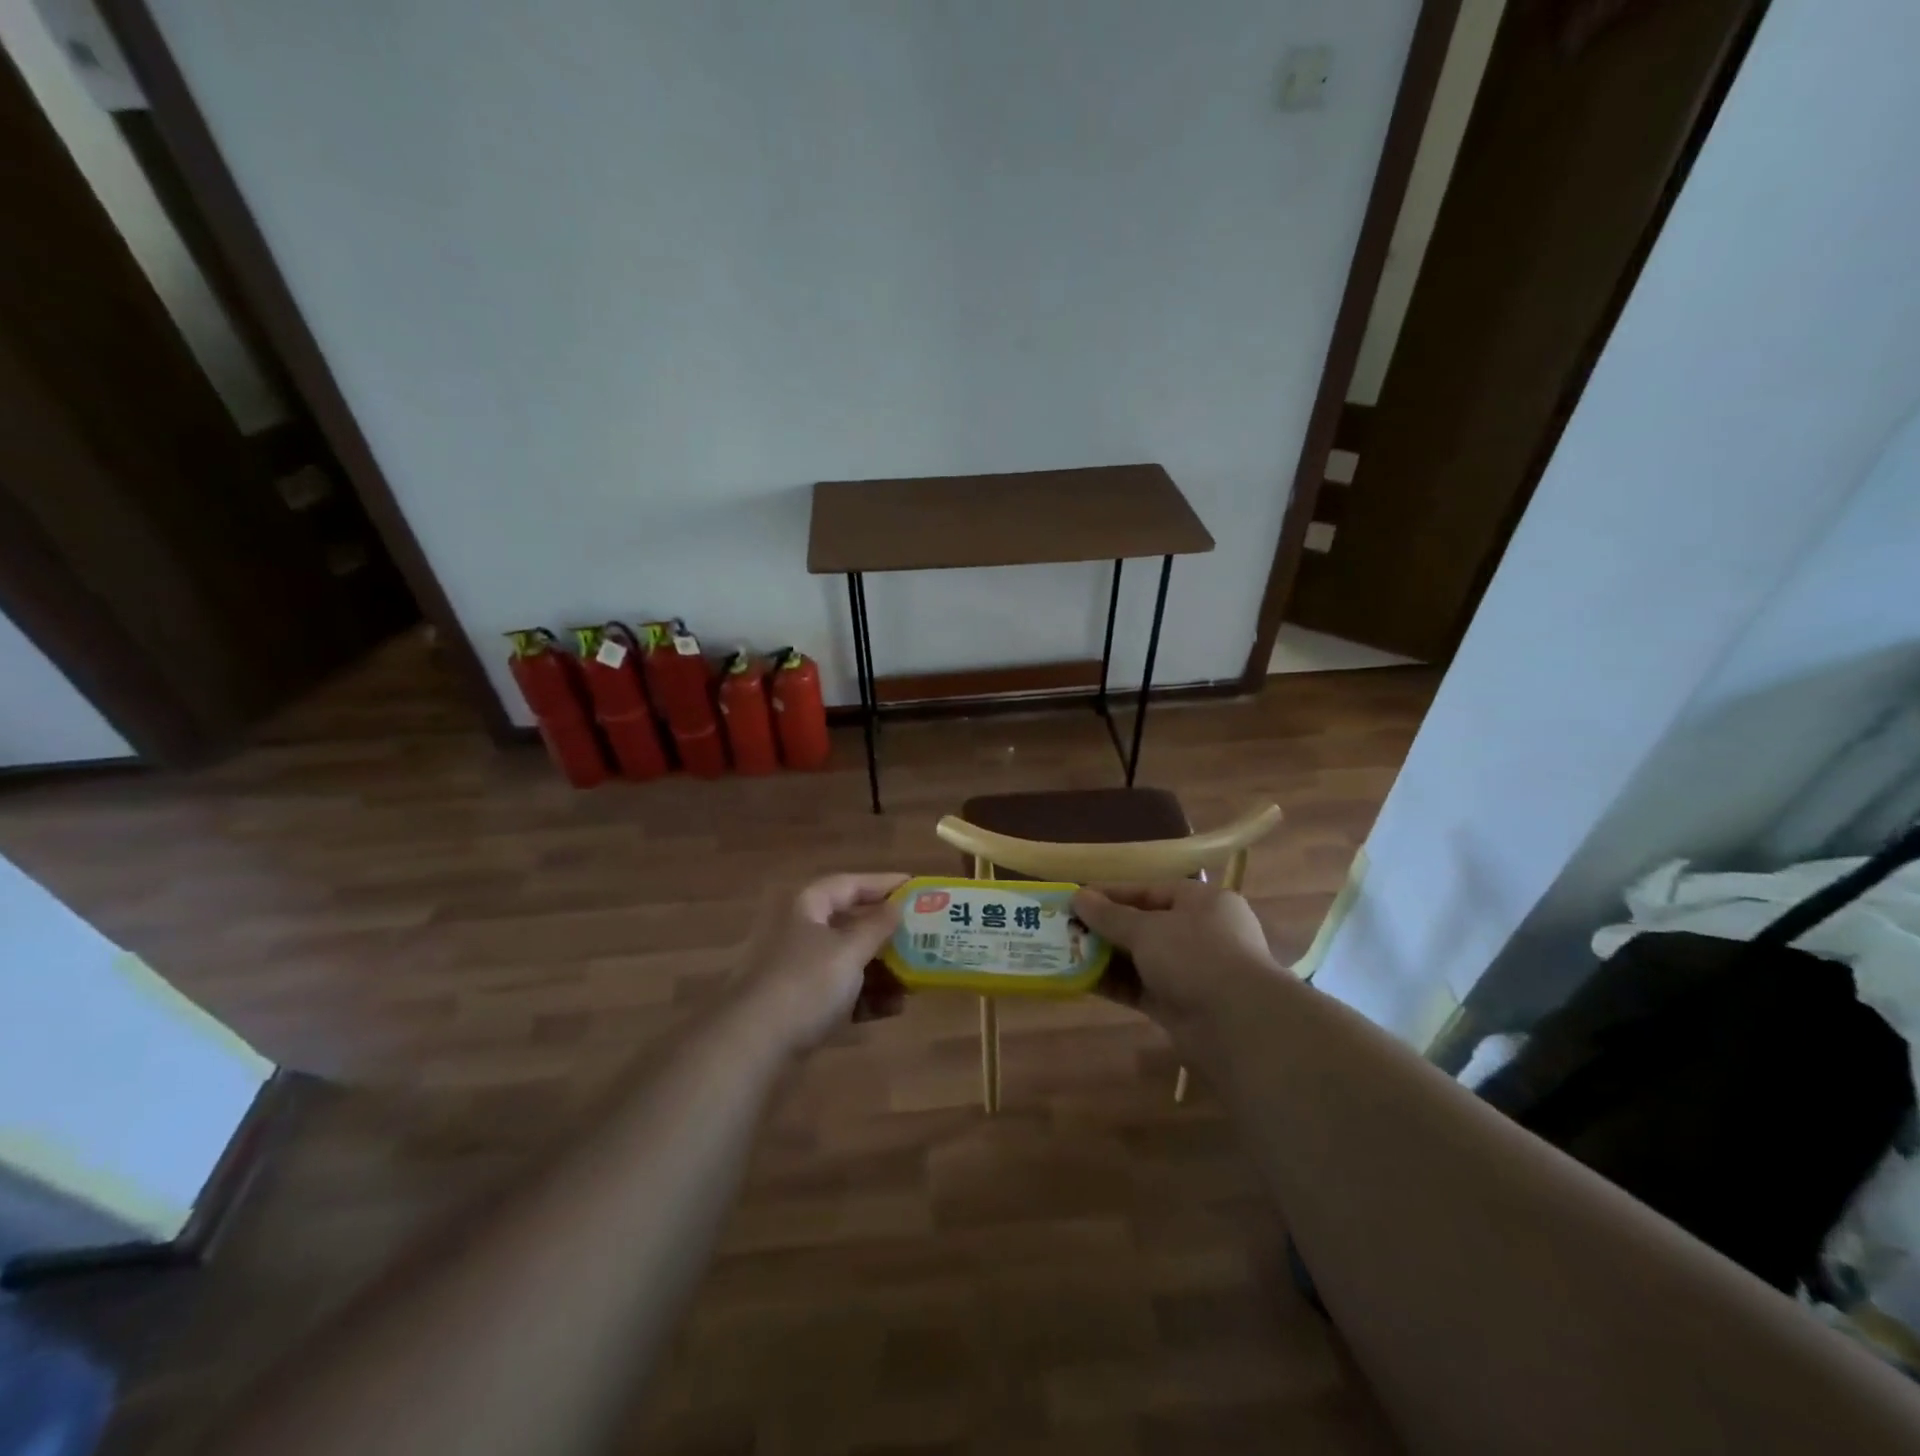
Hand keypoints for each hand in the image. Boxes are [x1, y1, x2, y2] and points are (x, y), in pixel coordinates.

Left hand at [732, 873, 906, 1047]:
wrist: (754, 1046)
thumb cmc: (806, 984)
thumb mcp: (849, 951)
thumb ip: (877, 927)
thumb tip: (897, 906)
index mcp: (808, 907)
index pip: (850, 883)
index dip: (883, 884)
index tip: (917, 888)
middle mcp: (801, 931)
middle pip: (851, 923)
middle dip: (888, 933)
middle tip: (924, 936)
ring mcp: (799, 969)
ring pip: (849, 960)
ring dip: (882, 969)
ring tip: (916, 978)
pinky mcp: (800, 1004)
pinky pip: (841, 992)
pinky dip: (866, 997)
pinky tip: (894, 1008)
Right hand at [1072, 880, 1279, 1035]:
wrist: (1238, 1025)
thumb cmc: (1195, 956)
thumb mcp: (1148, 929)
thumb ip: (1110, 915)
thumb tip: (1078, 896)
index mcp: (1202, 902)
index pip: (1150, 891)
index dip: (1112, 894)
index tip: (1076, 898)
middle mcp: (1200, 933)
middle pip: (1144, 925)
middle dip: (1106, 927)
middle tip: (1066, 927)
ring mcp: (1192, 971)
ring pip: (1141, 959)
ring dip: (1106, 957)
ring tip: (1066, 952)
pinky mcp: (1181, 1005)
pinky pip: (1141, 987)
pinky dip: (1115, 983)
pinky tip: (1081, 980)